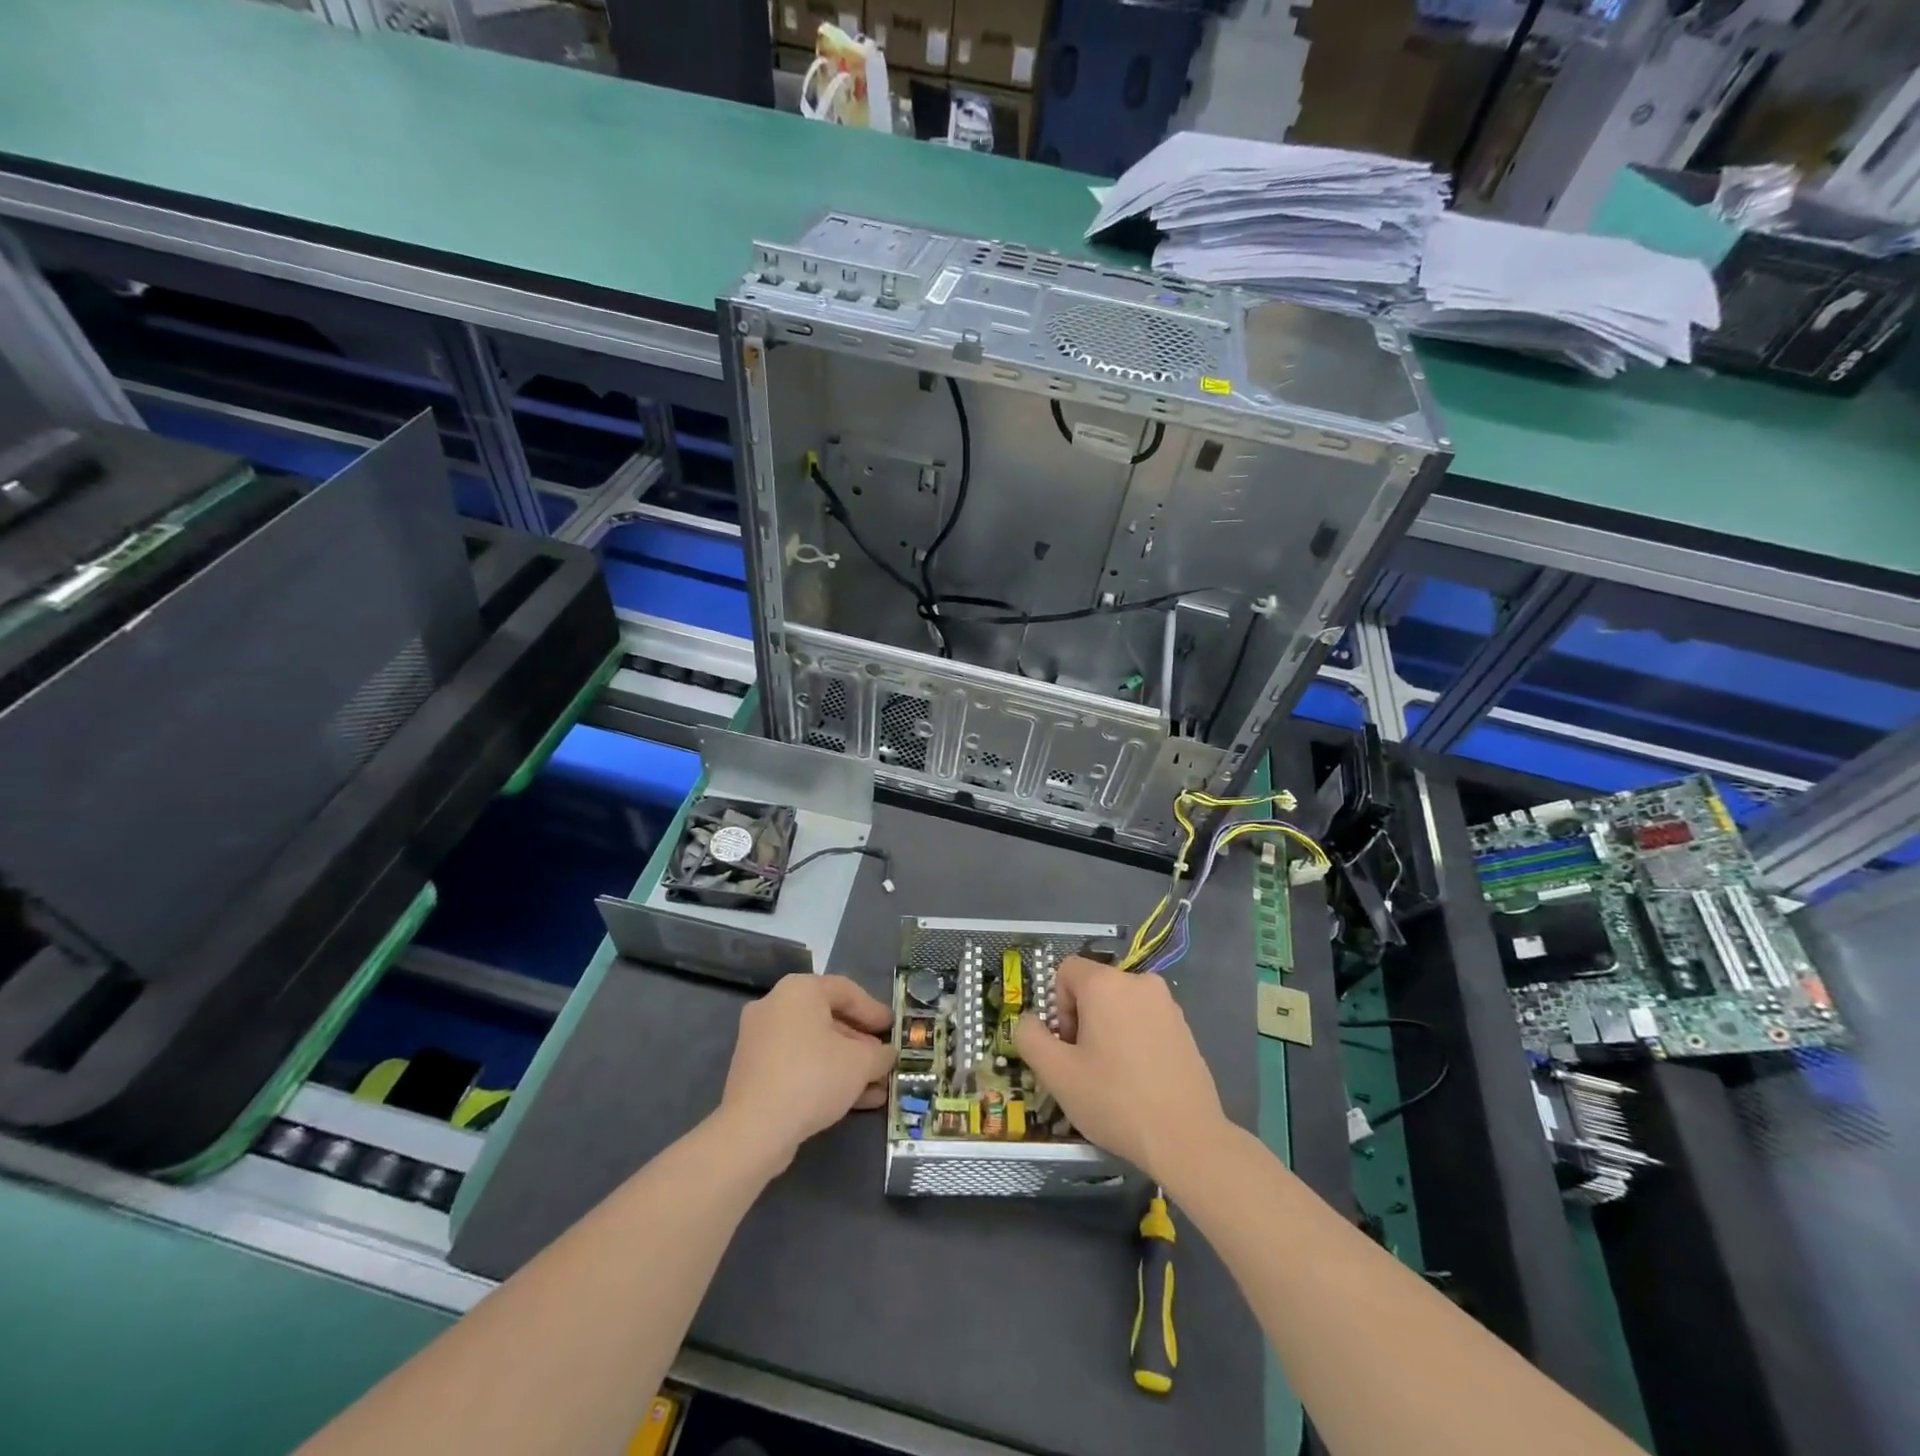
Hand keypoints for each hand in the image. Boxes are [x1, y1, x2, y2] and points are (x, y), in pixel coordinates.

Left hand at [718, 973, 894, 1170]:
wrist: (754, 1130)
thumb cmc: (813, 1077)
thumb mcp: (860, 1063)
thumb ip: (880, 1054)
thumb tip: (886, 1055)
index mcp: (799, 990)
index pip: (846, 990)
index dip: (874, 1010)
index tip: (893, 1028)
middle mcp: (775, 1006)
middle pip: (828, 1018)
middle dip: (860, 1043)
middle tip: (882, 1058)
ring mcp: (760, 1039)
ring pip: (813, 1046)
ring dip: (846, 1064)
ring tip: (875, 1086)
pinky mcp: (753, 1071)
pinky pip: (797, 1064)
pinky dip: (823, 1076)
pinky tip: (852, 1100)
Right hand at [1013, 957, 1225, 1183]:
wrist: (1187, 1139)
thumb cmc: (1115, 1100)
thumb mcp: (1056, 1074)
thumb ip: (1030, 1038)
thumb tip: (1030, 1021)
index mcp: (1106, 983)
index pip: (1066, 971)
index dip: (1058, 1006)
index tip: (1068, 1045)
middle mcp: (1139, 981)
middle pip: (1094, 987)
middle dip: (1082, 1020)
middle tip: (1086, 1065)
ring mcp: (1167, 1003)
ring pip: (1120, 1005)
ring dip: (1108, 1030)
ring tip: (1113, 1077)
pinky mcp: (1185, 1027)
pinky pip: (1144, 1020)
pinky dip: (1134, 1039)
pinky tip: (1138, 1080)